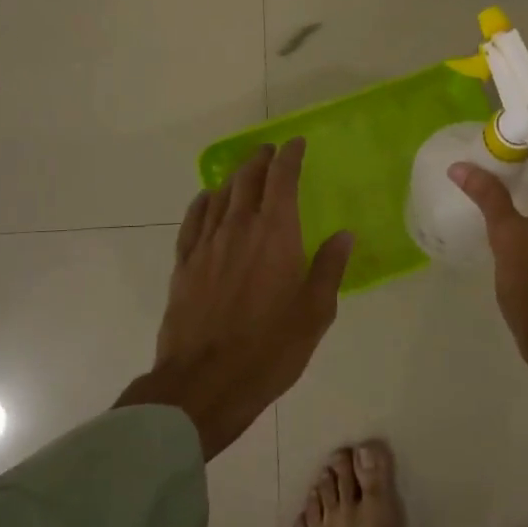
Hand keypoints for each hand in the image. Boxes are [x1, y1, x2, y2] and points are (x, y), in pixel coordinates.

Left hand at [117, 140, 353, 459]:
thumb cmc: (270, 349)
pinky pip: (193, 220)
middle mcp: (239, 228)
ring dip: (235, 176)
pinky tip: (207, 200)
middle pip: (248, 180)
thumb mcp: (315, 313)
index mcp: (276, 235)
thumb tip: (344, 235)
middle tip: (271, 151)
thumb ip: (329, 268)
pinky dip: (203, 202)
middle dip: (261, 160)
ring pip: (220, 195)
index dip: (289, 157)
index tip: (295, 143)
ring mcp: (207, 245)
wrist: (204, 383)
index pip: (282, 180)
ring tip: (245, 170)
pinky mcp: (184, 265)